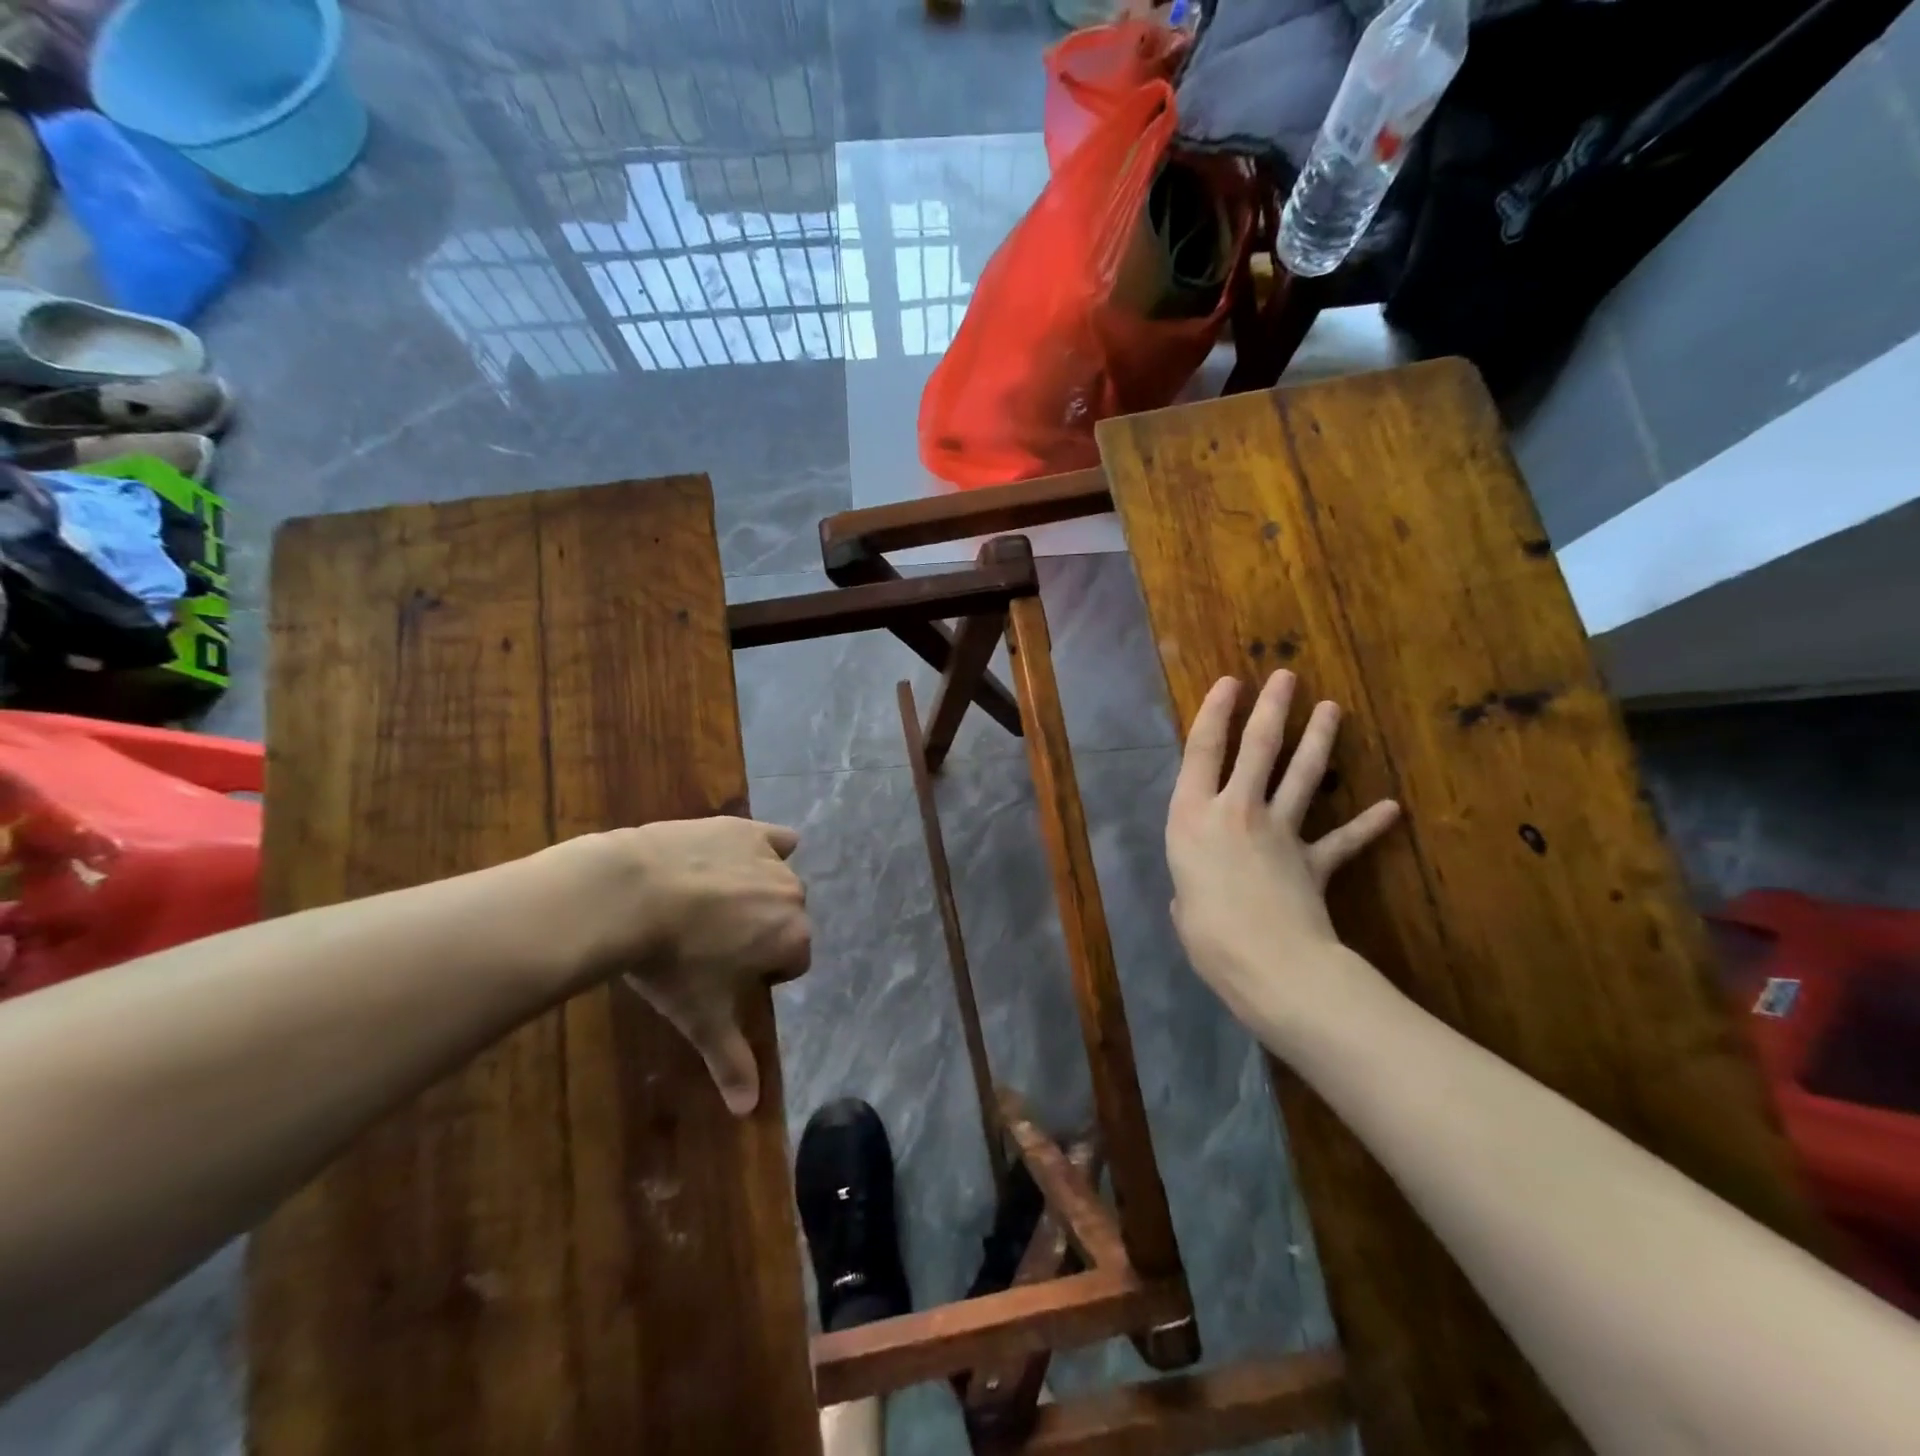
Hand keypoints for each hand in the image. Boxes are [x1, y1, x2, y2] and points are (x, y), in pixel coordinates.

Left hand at [537, 816, 810, 1115]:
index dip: (760, 972)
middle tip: (713, 942)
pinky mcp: (745, 829)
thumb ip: (732, 1061)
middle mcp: (794, 895)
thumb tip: (750, 1111)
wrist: (629, 895)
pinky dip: (763, 849)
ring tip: (708, 904)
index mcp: (793, 938)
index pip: (793, 962)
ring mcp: (770, 858)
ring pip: (777, 881)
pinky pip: (773, 839)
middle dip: (760, 931)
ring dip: (755, 893)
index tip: (725, 974)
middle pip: (787, 919)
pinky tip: (736, 859)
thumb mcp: (701, 1017)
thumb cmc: (671, 964)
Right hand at [1166, 672, 1398, 1033]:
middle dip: (1272, 709)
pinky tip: (1391, 807)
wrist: (1270, 963)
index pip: (1202, 751)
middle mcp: (1235, 811)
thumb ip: (1191, 883)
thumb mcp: (1182, 903)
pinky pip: (1343, 840)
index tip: (1229, 683)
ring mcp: (1279, 832)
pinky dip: (1367, 824)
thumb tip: (1199, 891)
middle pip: (1258, 748)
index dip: (1215, 713)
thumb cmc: (1206, 934)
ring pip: (1302, 776)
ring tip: (1331, 708)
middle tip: (1286, 676)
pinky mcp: (1314, 861)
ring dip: (1318, 740)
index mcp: (1191, 817)